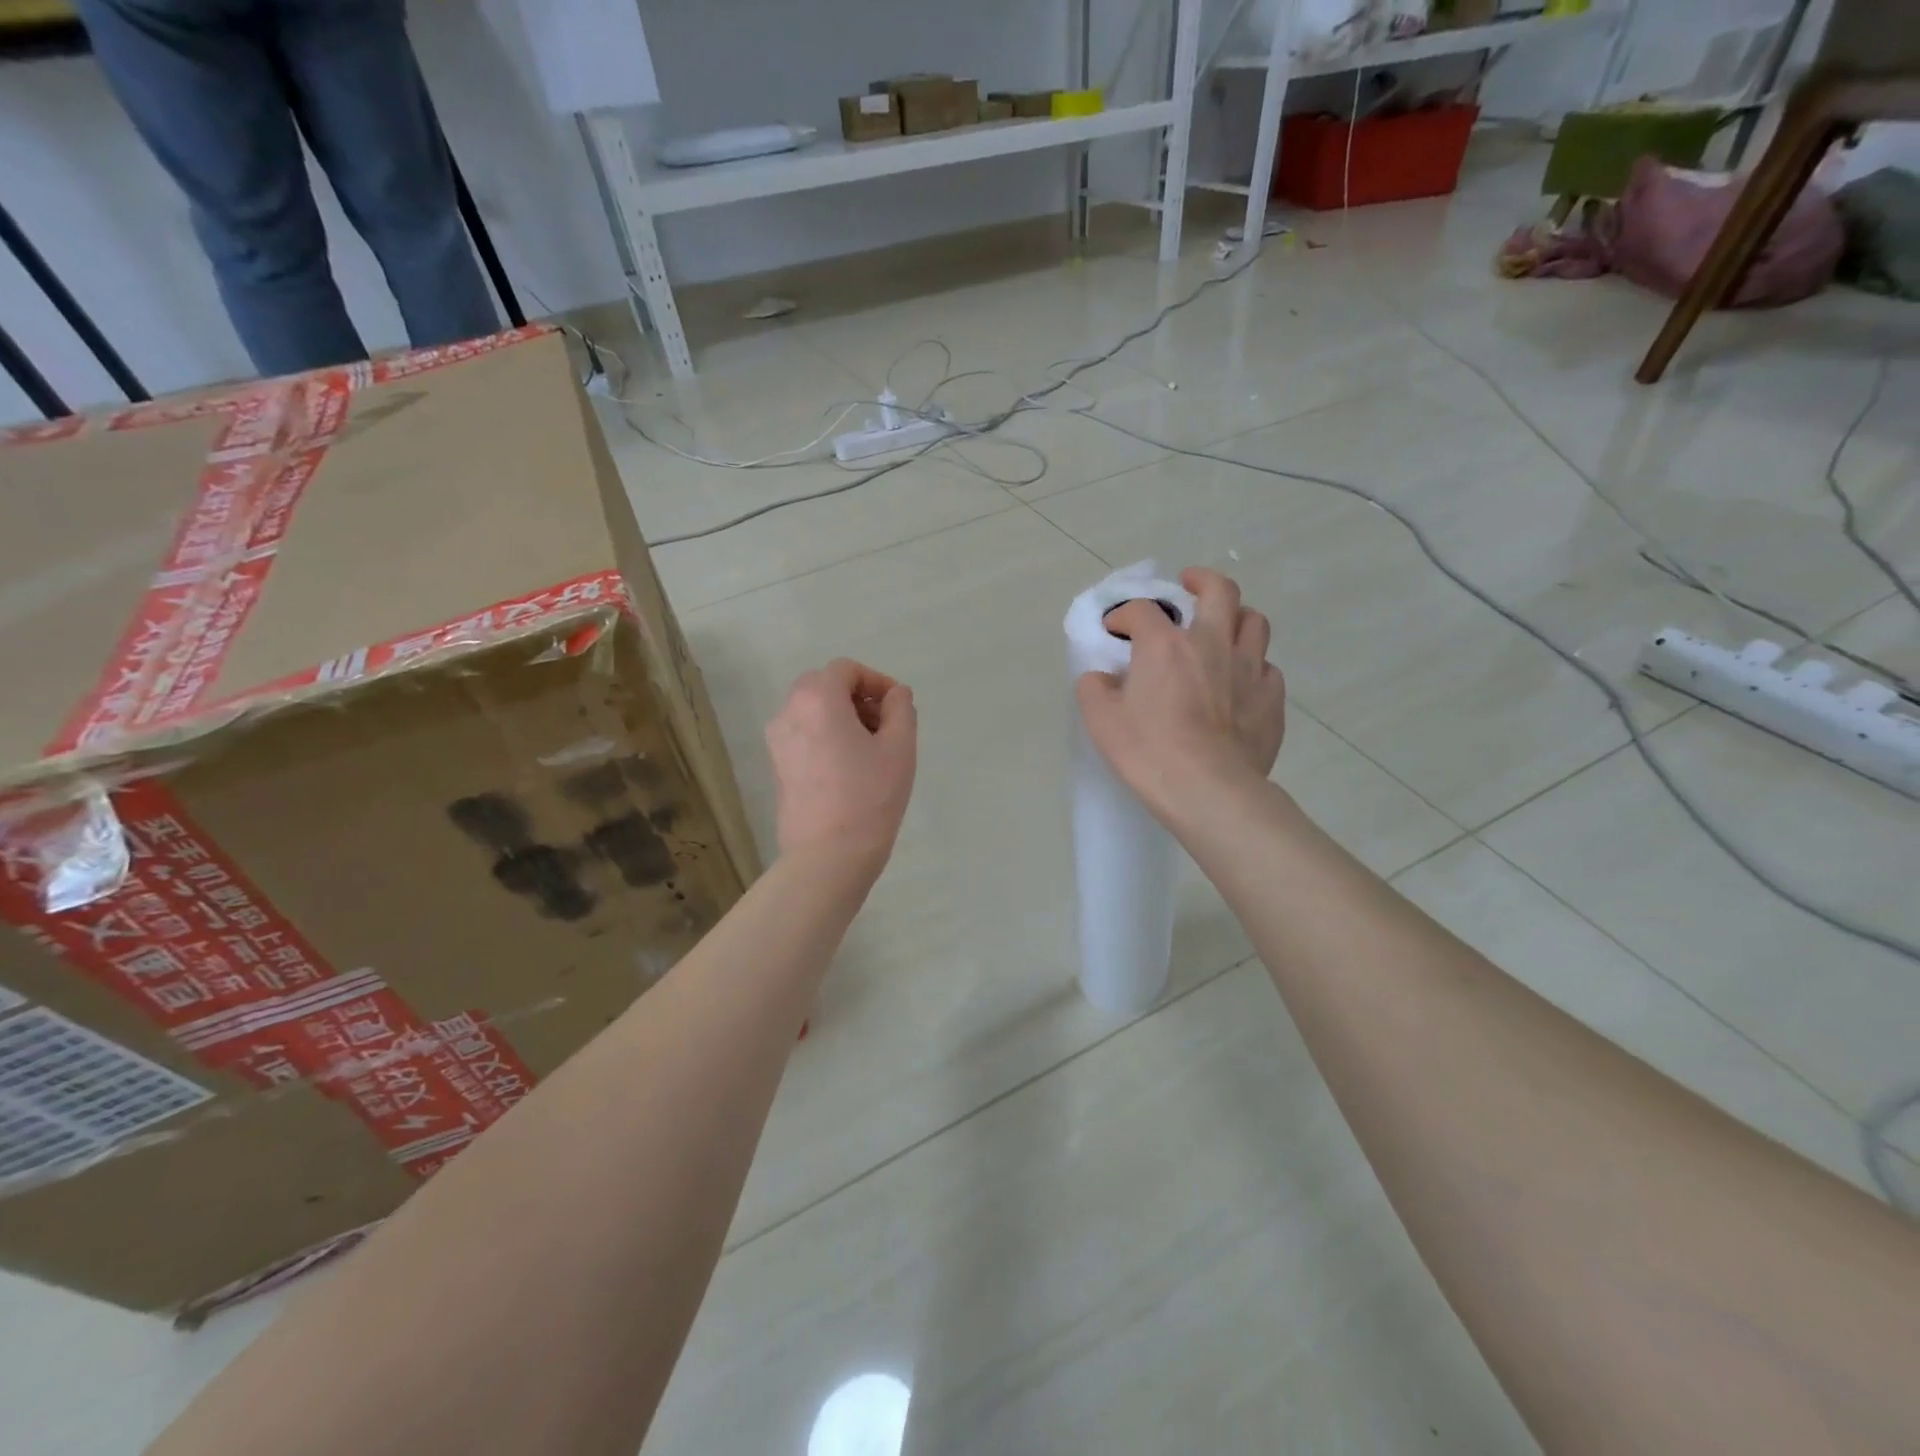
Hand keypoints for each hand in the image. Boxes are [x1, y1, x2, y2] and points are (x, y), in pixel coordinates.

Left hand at [765, 659, 916, 869]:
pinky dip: (827, 736)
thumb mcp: (899, 748)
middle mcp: (789, 712)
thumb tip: (895, 694)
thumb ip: (901, 709)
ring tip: (872, 750)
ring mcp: (778, 741)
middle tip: (887, 726)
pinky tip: (850, 768)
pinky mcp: (777, 766)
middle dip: (858, 698)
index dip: (876, 681)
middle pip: (825, 686)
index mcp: (817, 699)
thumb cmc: (869, 797)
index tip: (898, 706)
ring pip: (813, 711)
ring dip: (843, 717)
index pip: (846, 669)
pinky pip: (804, 735)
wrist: (828, 855)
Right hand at [1075, 568, 1285, 817]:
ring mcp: (1249, 668)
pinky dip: (1251, 666)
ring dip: (1235, 617)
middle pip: (1219, 590)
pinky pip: (1266, 668)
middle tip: (1188, 586)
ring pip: (1253, 622)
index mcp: (1165, 645)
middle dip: (1201, 580)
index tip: (1116, 629)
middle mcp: (1212, 644)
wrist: (1208, 791)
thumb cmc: (1149, 752)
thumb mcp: (1101, 721)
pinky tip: (1239, 683)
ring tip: (1222, 629)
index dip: (1124, 614)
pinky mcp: (1271, 698)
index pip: (1142, 609)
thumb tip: (1102, 678)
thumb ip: (1094, 688)